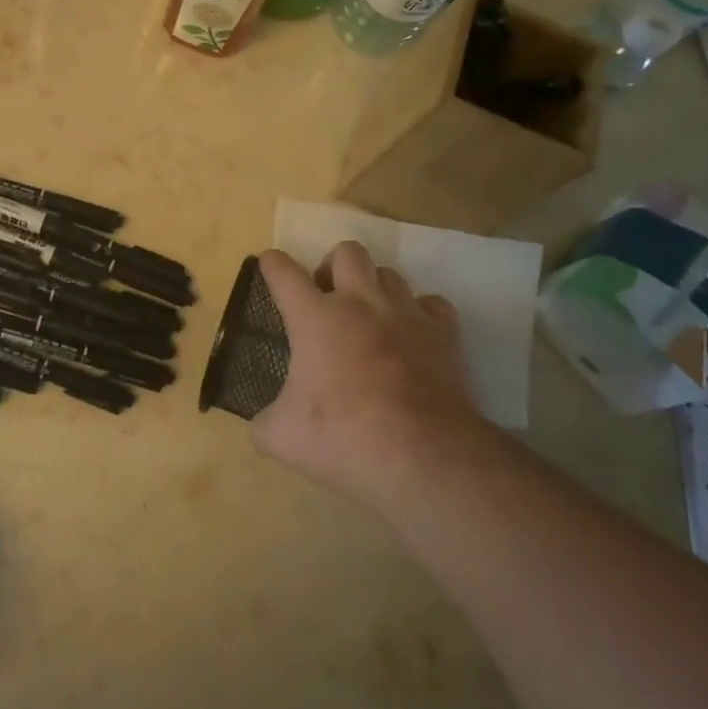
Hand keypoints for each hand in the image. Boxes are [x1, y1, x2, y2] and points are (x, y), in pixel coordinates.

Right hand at [253, 242, 483, 507]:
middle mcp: (359, 302)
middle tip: (327, 299)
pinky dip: (420, 313)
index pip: (284, 271)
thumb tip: (264, 423)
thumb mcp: (282, 437)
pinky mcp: (443, 334)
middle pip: (347, 252)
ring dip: (375, 288)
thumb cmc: (343, 438)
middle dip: (333, 266)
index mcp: (314, 317)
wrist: (422, 456)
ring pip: (389, 273)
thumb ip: (265, 422)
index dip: (272, 264)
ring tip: (370, 318)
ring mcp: (405, 314)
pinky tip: (412, 334)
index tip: (269, 264)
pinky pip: (432, 304)